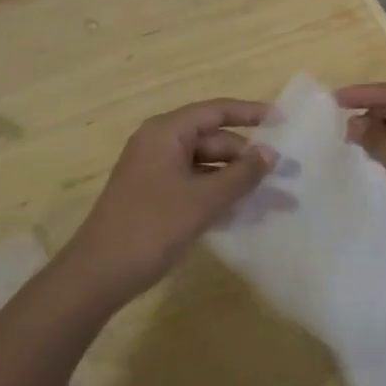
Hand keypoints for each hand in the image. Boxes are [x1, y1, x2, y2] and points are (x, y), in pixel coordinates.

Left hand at [61, 98, 274, 305]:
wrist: (99, 273)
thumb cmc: (152, 227)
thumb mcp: (203, 200)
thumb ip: (240, 175)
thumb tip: (270, 154)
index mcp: (166, 132)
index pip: (215, 111)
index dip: (250, 114)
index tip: (283, 121)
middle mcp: (160, 143)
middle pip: (213, 140)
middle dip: (249, 157)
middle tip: (286, 173)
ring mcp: (156, 171)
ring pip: (206, 165)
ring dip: (237, 180)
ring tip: (276, 197)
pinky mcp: (156, 196)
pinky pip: (195, 184)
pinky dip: (219, 193)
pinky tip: (247, 210)